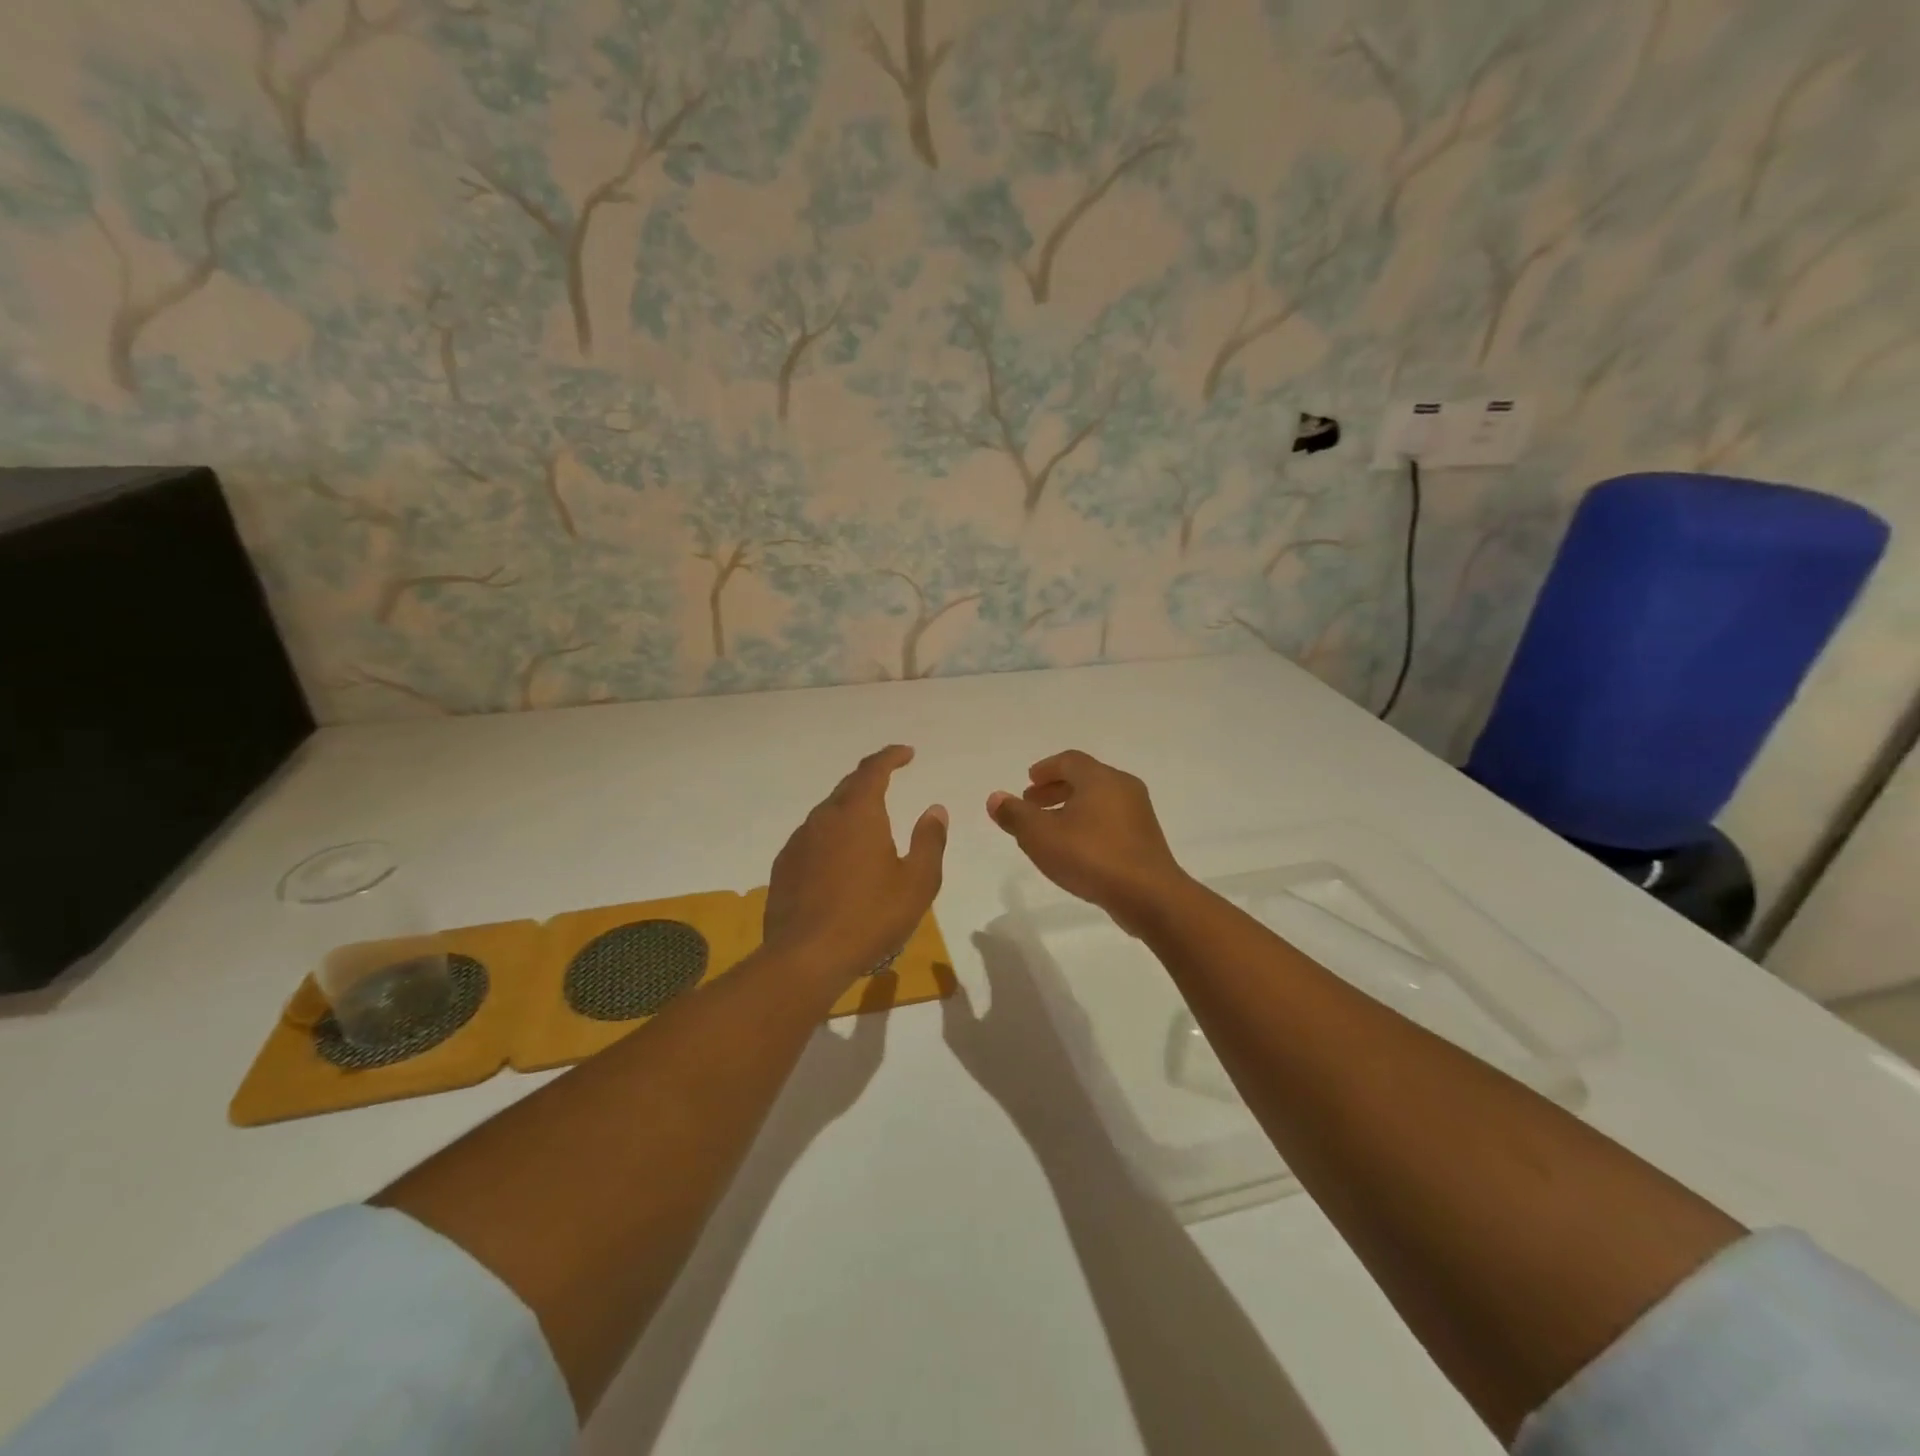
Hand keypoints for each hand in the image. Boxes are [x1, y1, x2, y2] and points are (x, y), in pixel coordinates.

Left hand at [764, 745, 947, 985]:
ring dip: (849, 811)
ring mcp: (799, 842)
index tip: (907, 753)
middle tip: (889, 781)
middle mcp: (824, 818)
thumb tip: (934, 809)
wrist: (806, 957)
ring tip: (868, 827)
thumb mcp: (917, 882)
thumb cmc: (870, 917)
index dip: (891, 757)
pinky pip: (812, 839)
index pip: (873, 770)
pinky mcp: (784, 867)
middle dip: (870, 780)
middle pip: (848, 787)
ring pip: (827, 814)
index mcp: (858, 814)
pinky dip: (831, 838)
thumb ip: (929, 841)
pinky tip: (840, 862)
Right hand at [986, 750, 1192, 934]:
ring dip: (1071, 808)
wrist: (1149, 895)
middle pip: (1085, 779)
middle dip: (1055, 789)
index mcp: (1099, 778)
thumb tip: (995, 798)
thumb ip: (1015, 815)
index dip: (1046, 769)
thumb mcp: (1041, 836)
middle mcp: (1123, 787)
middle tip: (1032, 804)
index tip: (1029, 782)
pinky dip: (1089, 824)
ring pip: (1099, 801)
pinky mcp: (1146, 839)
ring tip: (1050, 829)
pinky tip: (1076, 848)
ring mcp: (1139, 814)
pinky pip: (1111, 821)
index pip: (1069, 760)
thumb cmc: (1091, 856)